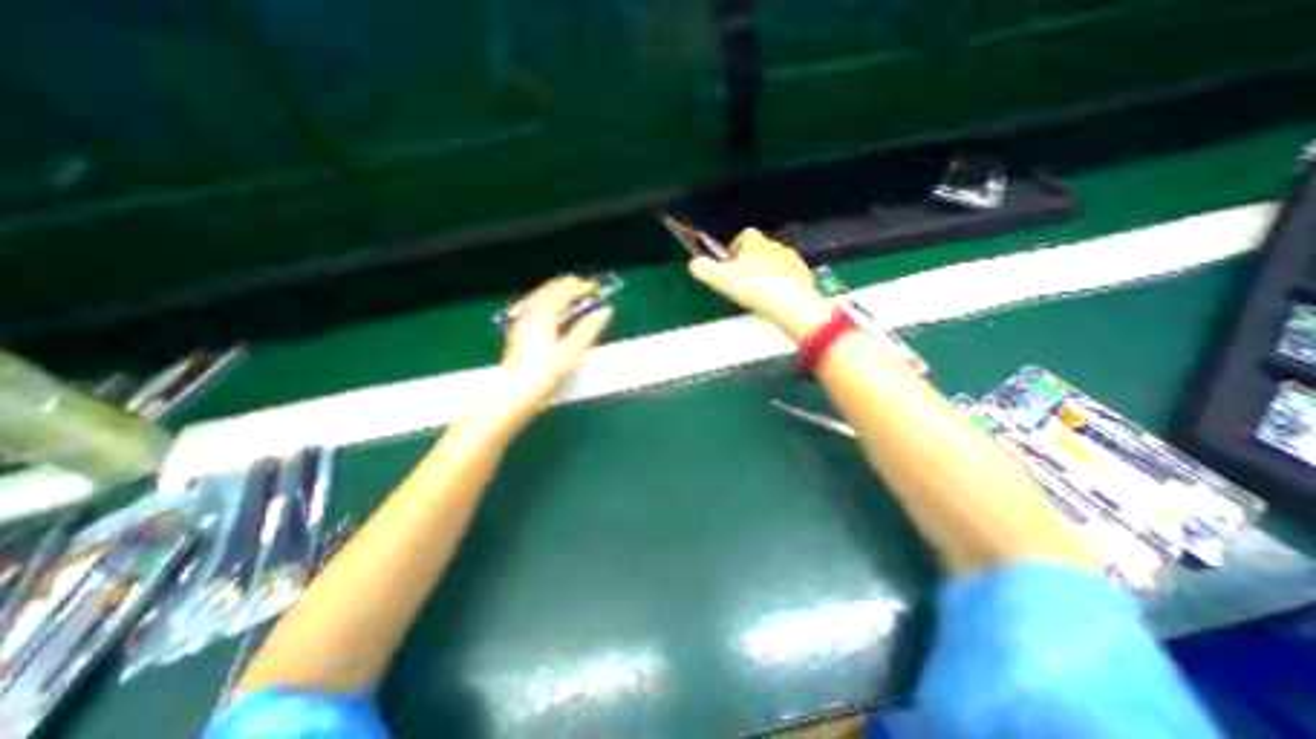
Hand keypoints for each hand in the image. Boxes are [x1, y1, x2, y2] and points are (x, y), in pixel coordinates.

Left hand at [486, 273, 613, 425]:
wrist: (515, 392)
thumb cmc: (543, 374)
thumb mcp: (571, 352)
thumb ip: (589, 329)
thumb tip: (605, 312)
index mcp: (543, 315)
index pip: (565, 291)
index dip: (583, 287)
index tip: (597, 287)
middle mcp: (531, 313)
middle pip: (552, 289)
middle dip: (571, 286)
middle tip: (588, 288)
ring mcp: (524, 321)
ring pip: (544, 296)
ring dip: (561, 293)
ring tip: (577, 296)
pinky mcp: (522, 330)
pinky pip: (539, 306)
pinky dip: (553, 303)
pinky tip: (560, 312)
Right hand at [690, 229, 830, 338]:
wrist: (792, 304)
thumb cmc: (754, 287)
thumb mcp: (721, 279)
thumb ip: (703, 269)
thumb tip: (693, 264)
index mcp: (755, 242)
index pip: (743, 236)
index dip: (734, 248)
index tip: (729, 266)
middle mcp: (775, 245)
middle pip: (759, 250)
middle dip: (750, 263)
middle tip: (742, 284)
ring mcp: (793, 260)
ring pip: (774, 263)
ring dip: (766, 274)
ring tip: (759, 295)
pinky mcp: (805, 275)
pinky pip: (789, 276)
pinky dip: (781, 285)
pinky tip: (776, 301)